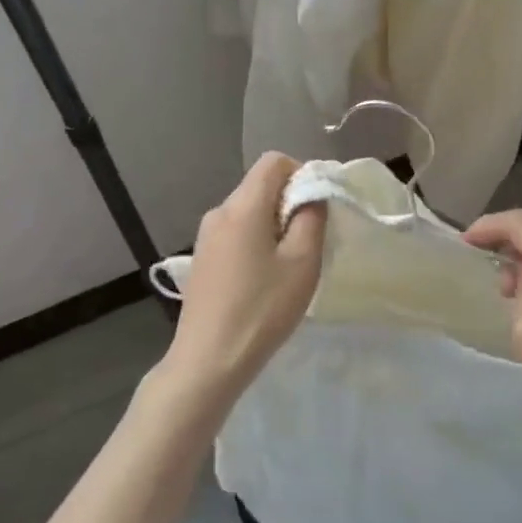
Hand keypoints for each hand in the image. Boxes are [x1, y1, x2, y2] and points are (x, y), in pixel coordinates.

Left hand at [159, 152, 324, 411]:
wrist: (208, 361)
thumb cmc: (262, 309)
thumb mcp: (302, 262)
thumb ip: (311, 217)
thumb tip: (312, 194)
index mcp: (243, 206)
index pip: (274, 161)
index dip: (302, 173)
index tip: (319, 207)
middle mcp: (219, 211)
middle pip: (260, 185)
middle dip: (290, 201)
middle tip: (310, 240)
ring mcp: (206, 236)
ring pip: (248, 210)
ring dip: (274, 224)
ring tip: (289, 264)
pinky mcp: (202, 259)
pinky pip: (236, 232)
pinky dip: (256, 241)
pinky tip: (264, 279)